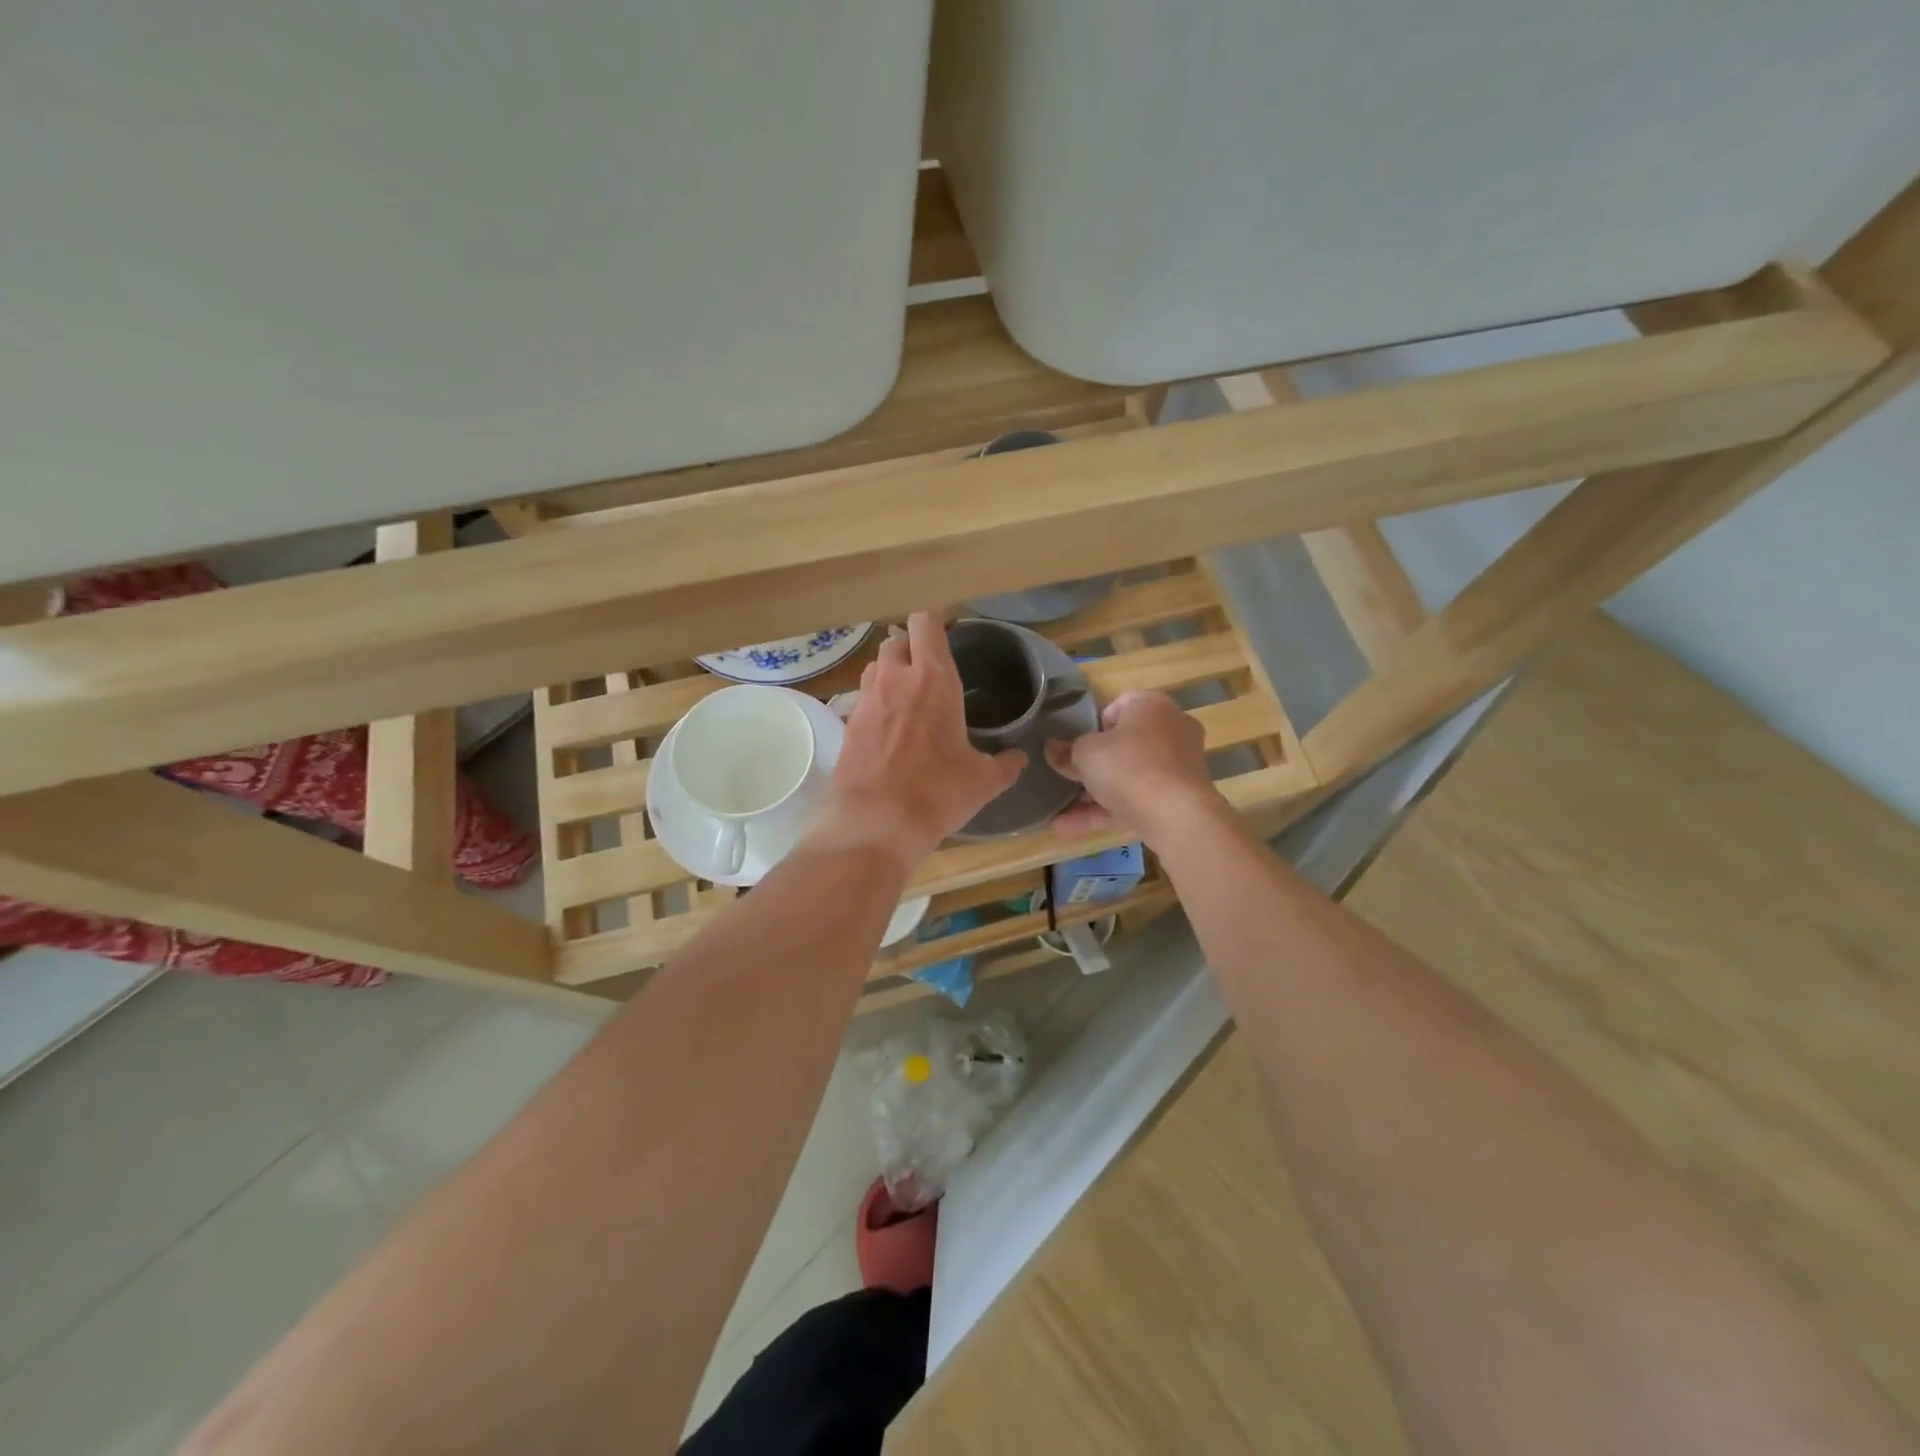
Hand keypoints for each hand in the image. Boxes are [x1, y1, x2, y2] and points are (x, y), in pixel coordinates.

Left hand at [812, 612, 1025, 869]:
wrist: (874, 824)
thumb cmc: (937, 793)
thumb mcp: (983, 781)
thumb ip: (1005, 764)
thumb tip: (1019, 758)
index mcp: (932, 678)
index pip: (926, 622)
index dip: (936, 618)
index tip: (949, 626)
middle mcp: (894, 678)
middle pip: (897, 639)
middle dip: (912, 644)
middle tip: (929, 665)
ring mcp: (866, 700)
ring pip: (876, 666)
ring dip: (891, 670)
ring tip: (909, 693)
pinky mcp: (847, 724)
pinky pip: (863, 698)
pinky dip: (876, 701)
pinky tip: (889, 727)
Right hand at [1046, 691, 1222, 843]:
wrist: (1177, 815)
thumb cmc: (1128, 766)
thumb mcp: (1085, 754)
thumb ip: (1066, 751)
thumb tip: (1051, 749)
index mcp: (1151, 705)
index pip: (1117, 706)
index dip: (1092, 726)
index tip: (1076, 746)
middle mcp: (1171, 728)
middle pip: (1124, 744)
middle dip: (1093, 765)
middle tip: (1067, 777)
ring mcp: (1178, 765)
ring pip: (1129, 776)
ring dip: (1093, 794)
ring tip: (1058, 811)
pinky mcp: (1179, 798)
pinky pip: (1137, 800)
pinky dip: (1107, 811)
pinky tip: (1068, 828)